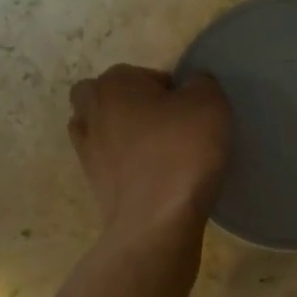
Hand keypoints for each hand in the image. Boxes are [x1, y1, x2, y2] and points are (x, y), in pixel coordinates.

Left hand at [69, 65, 230, 239]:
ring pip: (102, 128)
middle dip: (133, 105)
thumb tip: (192, 87)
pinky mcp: (91, 182)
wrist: (156, 222)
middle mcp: (91, 109)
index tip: (190, 113)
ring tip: (155, 151)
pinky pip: (107, 161)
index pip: (147, 74)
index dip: (172, 91)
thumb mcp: (210, 103)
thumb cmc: (182, 153)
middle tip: (166, 125)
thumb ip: (201, 83)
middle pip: (110, 96)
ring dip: (122, 133)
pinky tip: (148, 174)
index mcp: (114, 82)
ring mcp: (86, 148)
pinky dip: (122, 163)